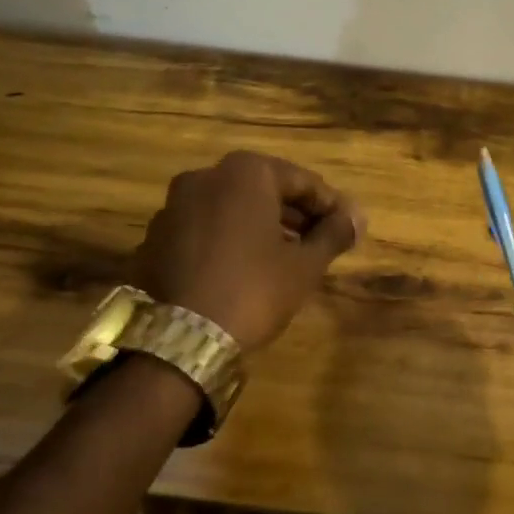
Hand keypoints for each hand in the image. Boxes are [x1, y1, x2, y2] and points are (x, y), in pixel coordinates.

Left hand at [129, 152, 364, 350]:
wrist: (180, 340)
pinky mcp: (156, 237)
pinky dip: (230, 239)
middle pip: (264, 190)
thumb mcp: (305, 264)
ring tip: (288, 256)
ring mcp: (174, 206)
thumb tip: (357, 217)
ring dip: (262, 225)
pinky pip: (205, 228)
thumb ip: (334, 233)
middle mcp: (205, 177)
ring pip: (232, 208)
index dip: (330, 205)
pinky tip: (246, 268)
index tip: (348, 228)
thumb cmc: (253, 290)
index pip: (302, 181)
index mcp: (245, 172)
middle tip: (321, 241)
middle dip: (295, 214)